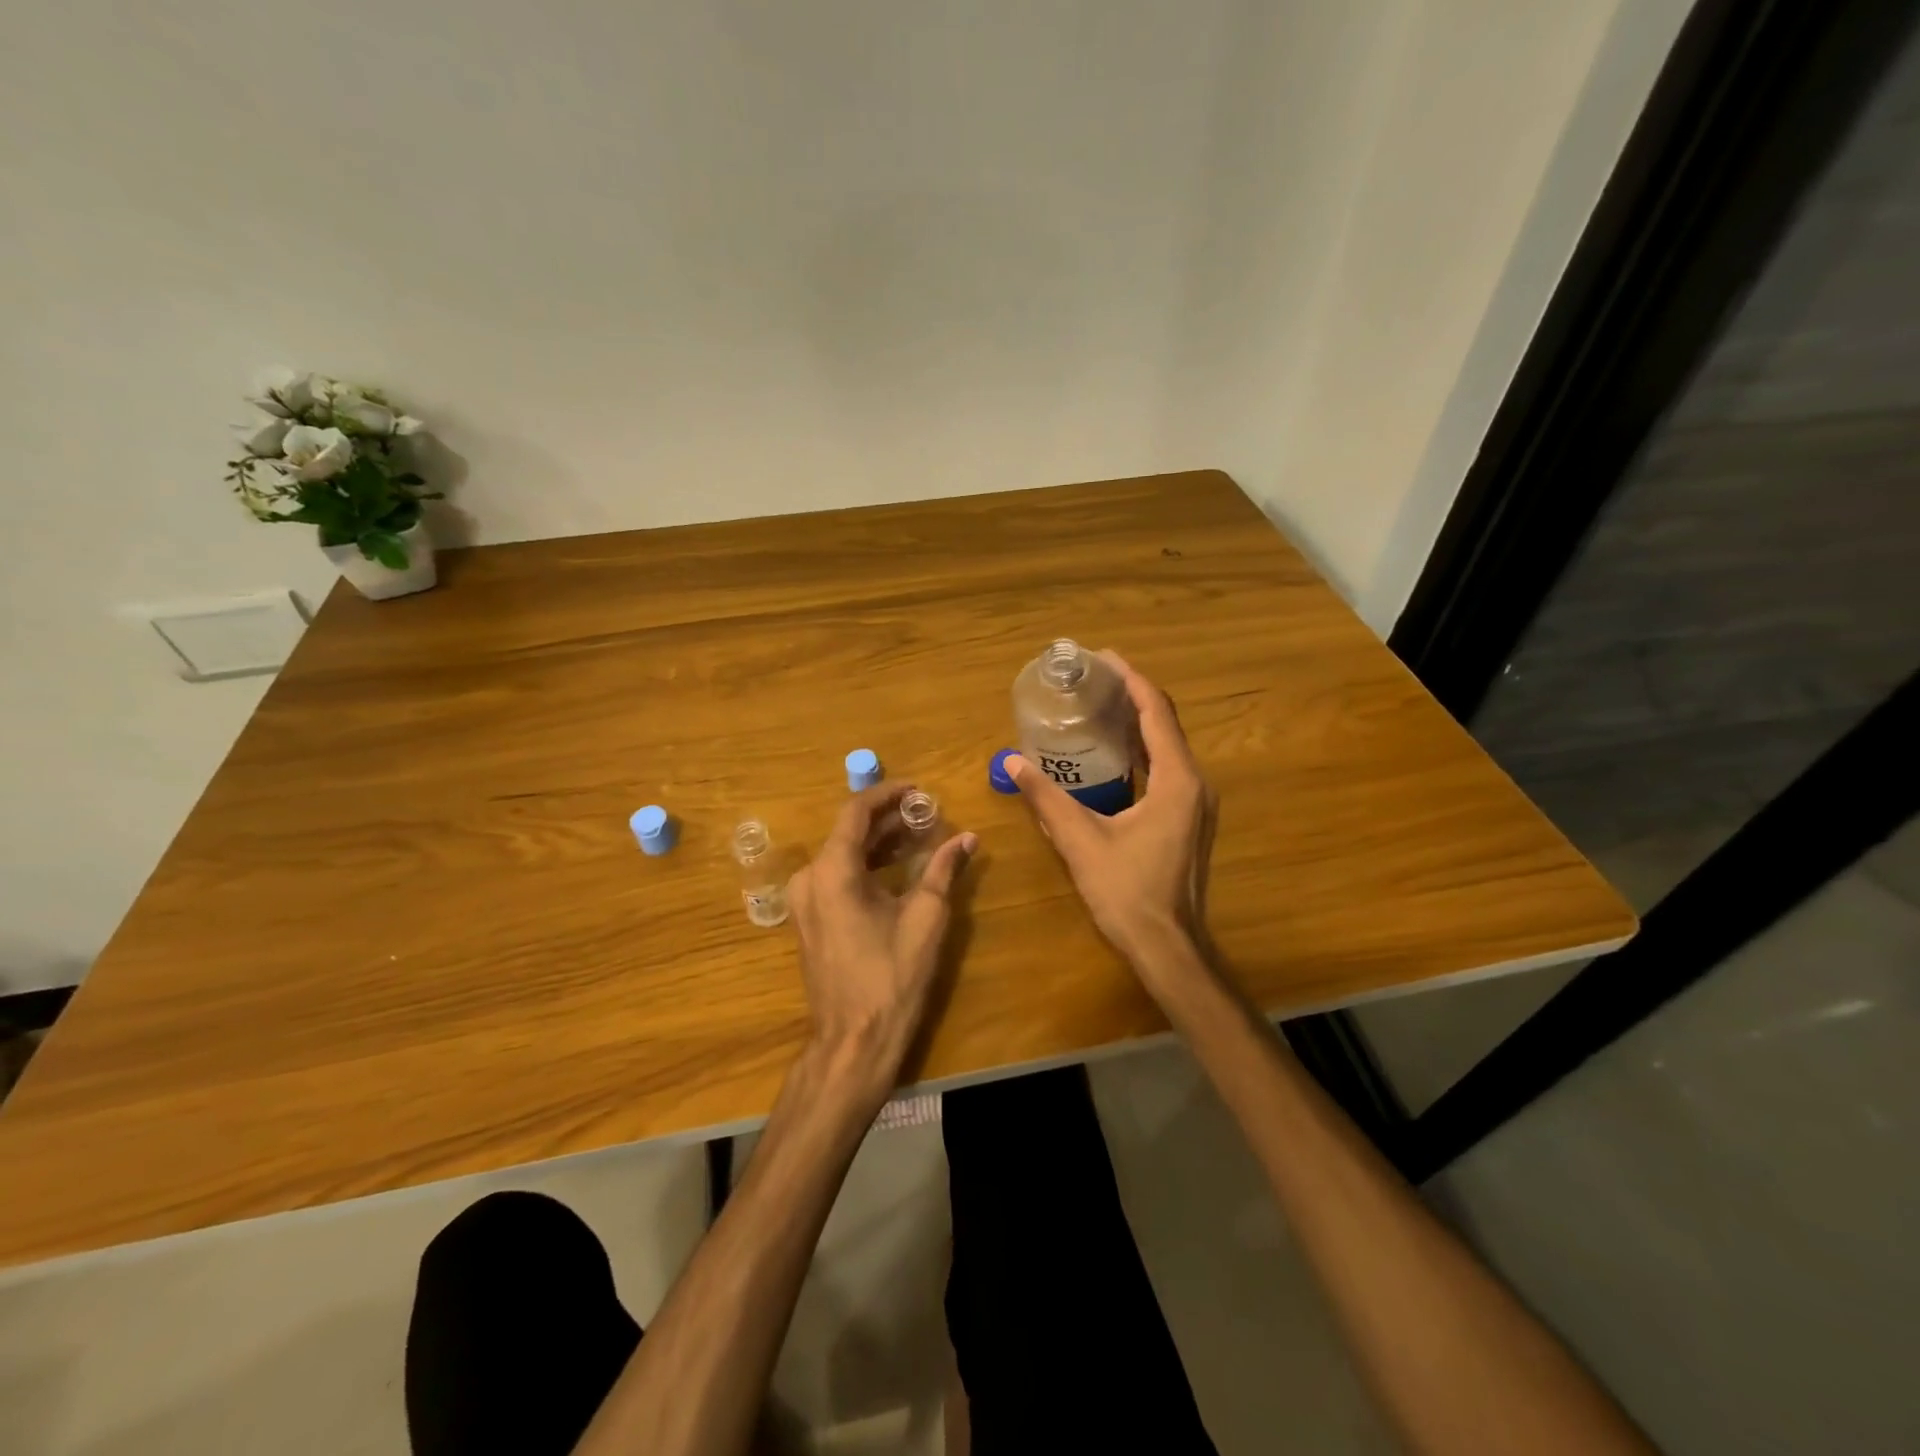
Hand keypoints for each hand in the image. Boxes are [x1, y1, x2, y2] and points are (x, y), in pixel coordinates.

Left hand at [787, 783, 977, 1086]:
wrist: (853, 1040)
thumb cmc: (891, 976)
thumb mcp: (925, 918)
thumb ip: (944, 870)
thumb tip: (968, 839)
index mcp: (832, 870)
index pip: (856, 812)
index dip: (887, 795)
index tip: (918, 790)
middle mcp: (809, 878)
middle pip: (848, 832)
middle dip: (888, 820)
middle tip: (927, 814)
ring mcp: (804, 901)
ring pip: (842, 855)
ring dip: (878, 843)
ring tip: (918, 836)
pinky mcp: (809, 920)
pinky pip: (835, 877)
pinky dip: (865, 866)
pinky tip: (895, 867)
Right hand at [1007, 651, 1217, 981]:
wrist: (1167, 946)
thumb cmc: (1127, 891)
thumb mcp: (1080, 840)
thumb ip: (1046, 798)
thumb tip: (1013, 761)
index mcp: (1176, 780)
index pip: (1156, 712)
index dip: (1131, 680)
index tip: (1102, 658)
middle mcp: (1194, 783)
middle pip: (1165, 724)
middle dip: (1131, 696)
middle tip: (1092, 680)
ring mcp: (1196, 803)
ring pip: (1168, 747)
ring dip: (1137, 724)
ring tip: (1098, 707)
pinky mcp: (1188, 819)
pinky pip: (1167, 769)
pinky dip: (1142, 752)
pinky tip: (1112, 754)